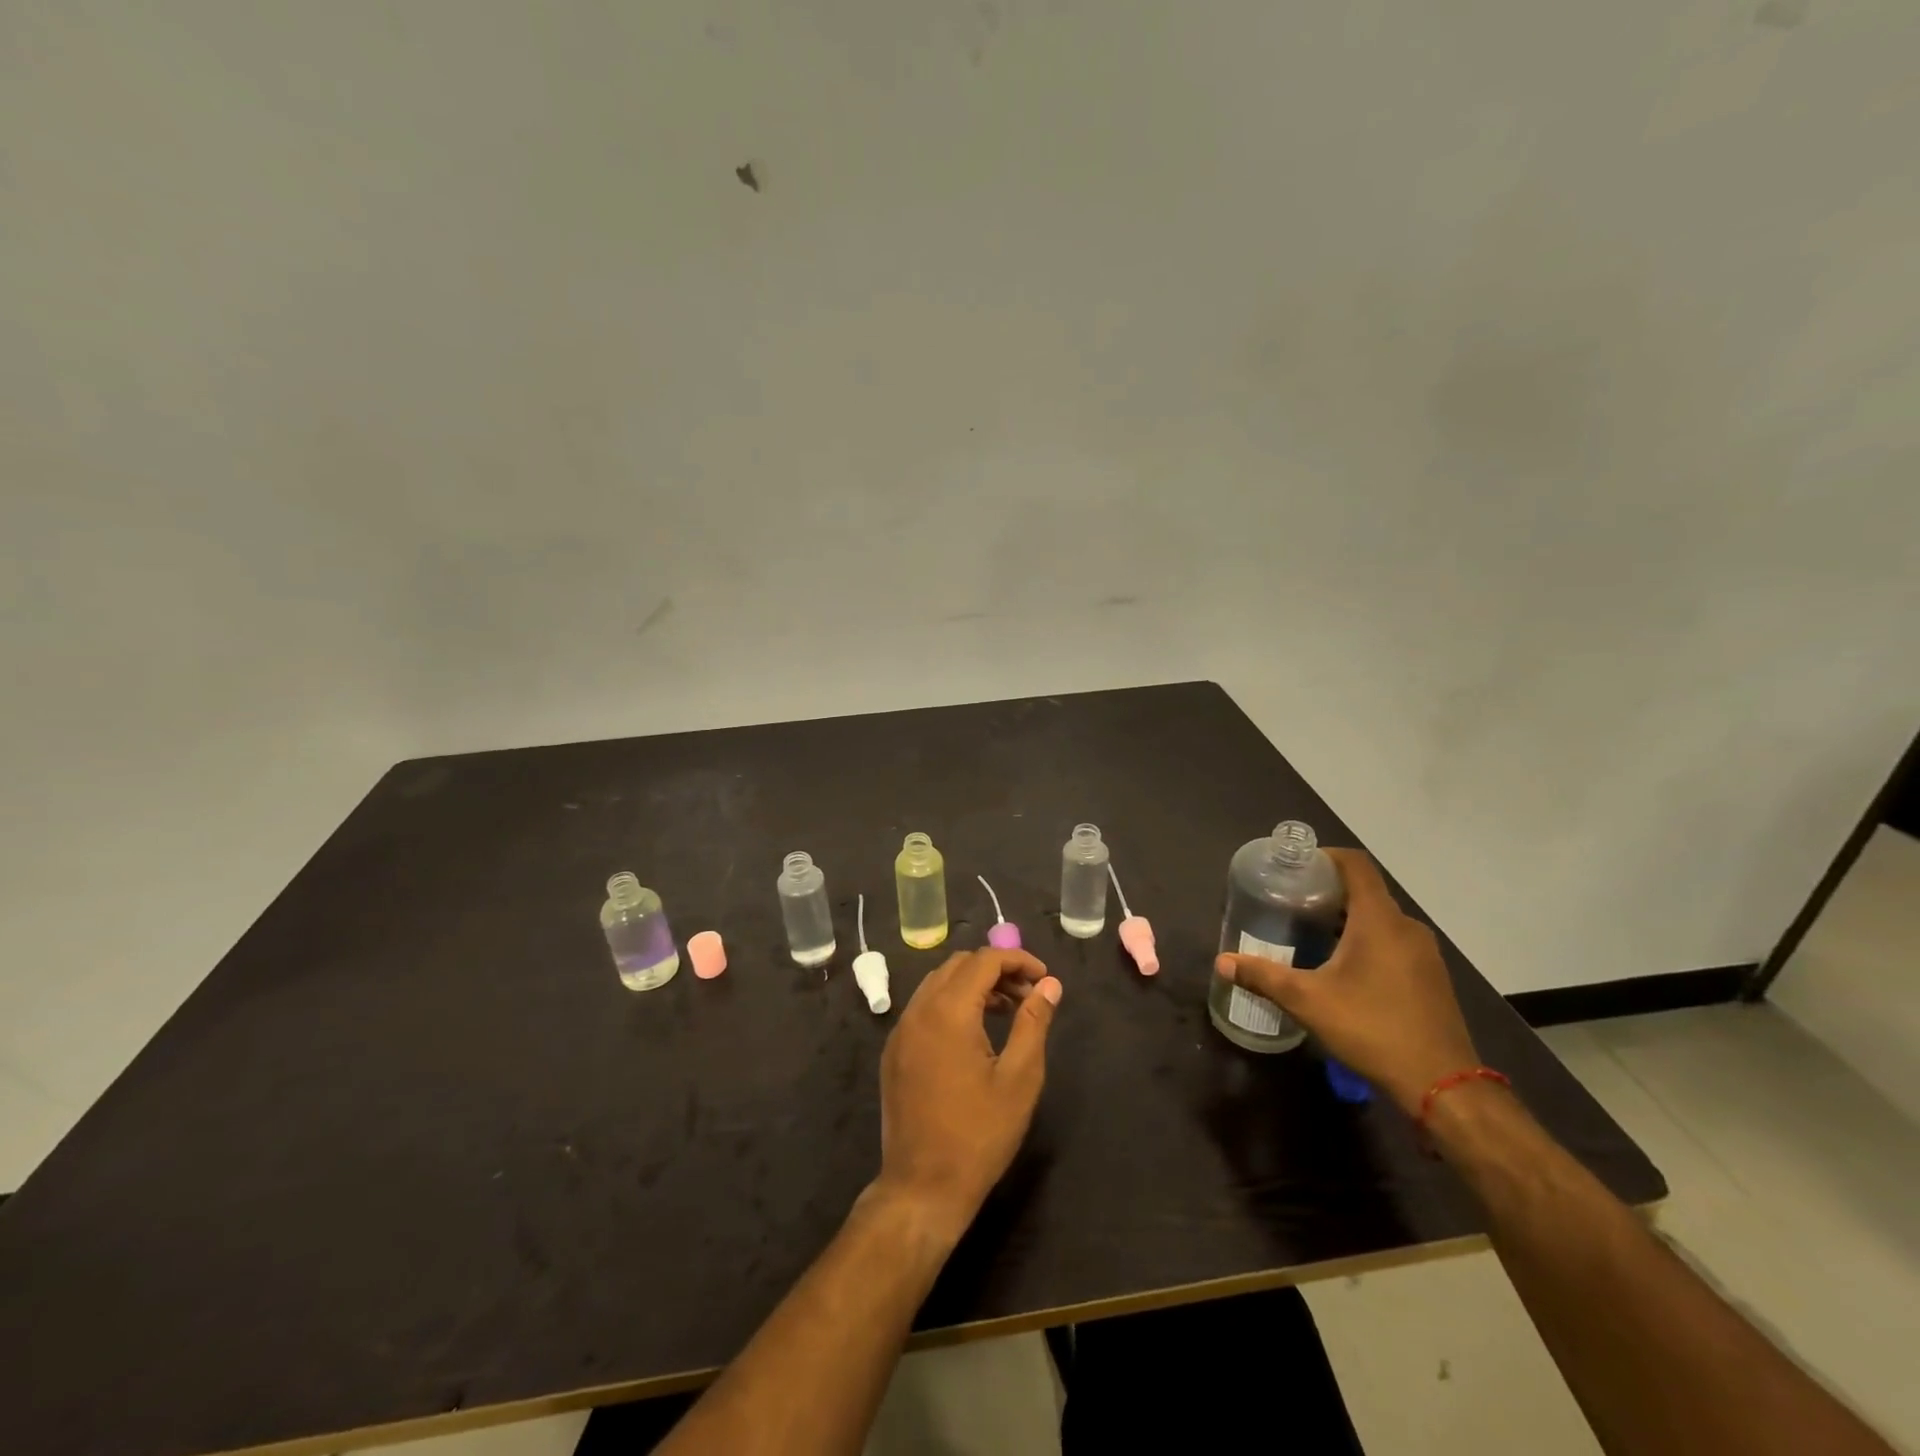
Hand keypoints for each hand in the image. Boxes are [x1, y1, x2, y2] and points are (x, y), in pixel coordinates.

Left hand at [872, 947, 1061, 1243]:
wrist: (922, 1187)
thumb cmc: (979, 1134)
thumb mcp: (1019, 1078)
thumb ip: (1034, 1022)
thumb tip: (1049, 985)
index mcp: (948, 1011)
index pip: (984, 960)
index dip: (1018, 960)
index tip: (1044, 978)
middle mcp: (918, 1010)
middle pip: (959, 965)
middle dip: (996, 970)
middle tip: (1028, 995)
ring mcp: (901, 1031)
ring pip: (939, 984)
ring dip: (973, 985)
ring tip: (1007, 1010)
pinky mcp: (894, 1051)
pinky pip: (924, 1007)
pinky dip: (951, 1003)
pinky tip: (974, 1033)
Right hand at [1215, 848, 1478, 1116]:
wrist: (1442, 1085)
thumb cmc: (1372, 1029)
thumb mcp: (1307, 1001)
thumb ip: (1262, 976)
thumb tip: (1222, 962)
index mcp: (1379, 920)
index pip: (1355, 865)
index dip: (1325, 856)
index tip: (1295, 866)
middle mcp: (1406, 927)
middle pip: (1365, 891)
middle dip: (1327, 891)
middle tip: (1290, 903)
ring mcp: (1424, 953)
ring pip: (1380, 918)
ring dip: (1347, 918)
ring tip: (1310, 933)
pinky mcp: (1430, 977)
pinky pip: (1393, 941)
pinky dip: (1366, 940)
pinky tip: (1343, 967)